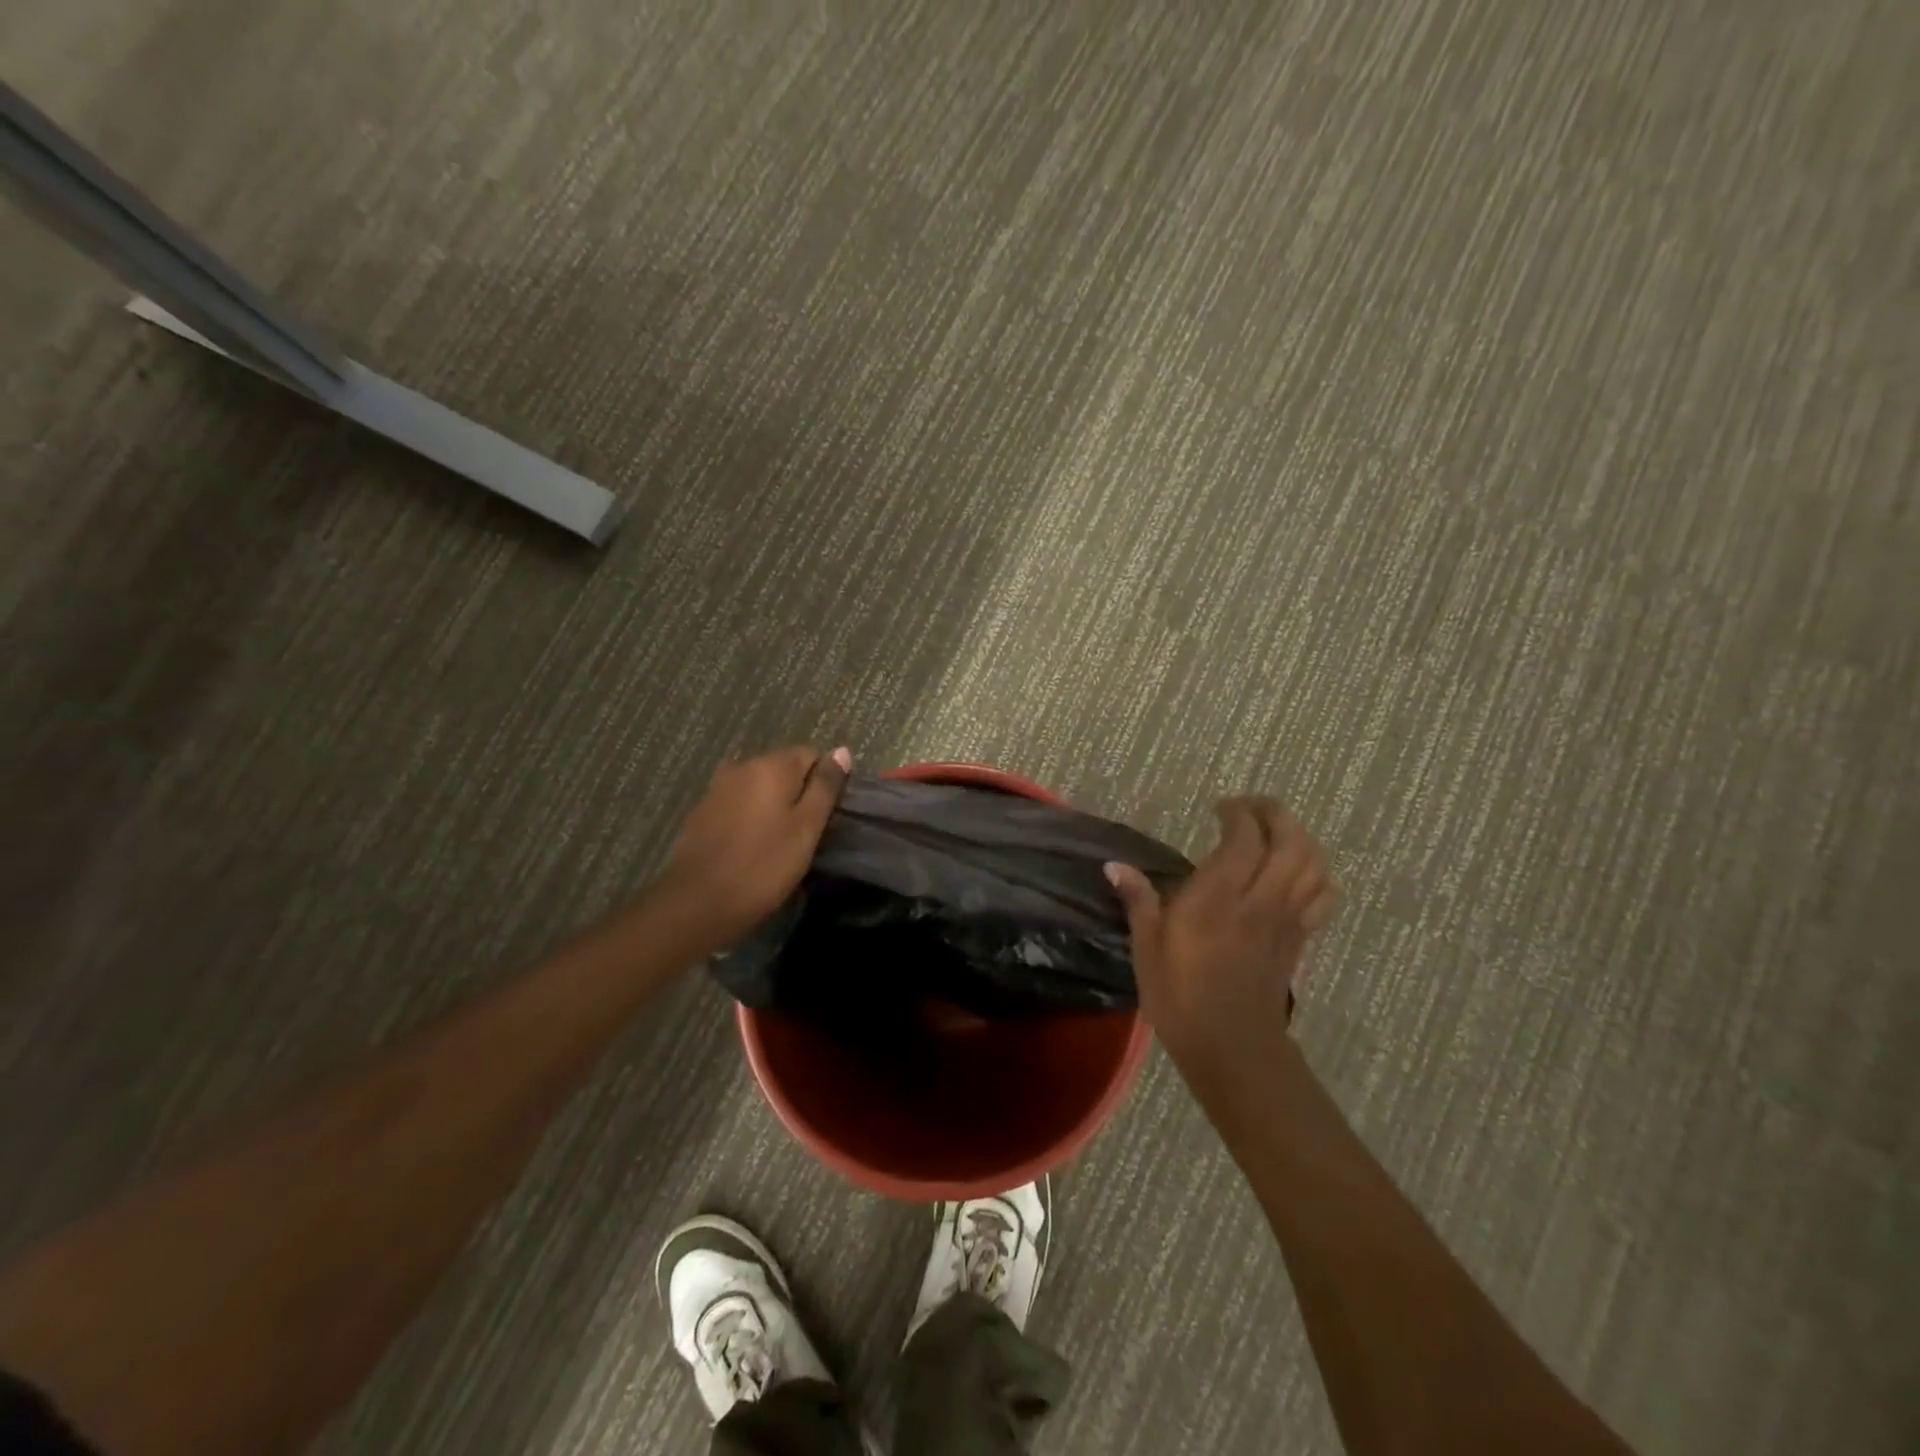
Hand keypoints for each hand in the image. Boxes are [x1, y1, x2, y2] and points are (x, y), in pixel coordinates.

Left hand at [658, 746, 851, 950]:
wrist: (698, 903)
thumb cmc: (764, 865)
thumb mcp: (807, 828)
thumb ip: (825, 786)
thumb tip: (841, 751)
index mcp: (771, 765)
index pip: (811, 755)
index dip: (824, 784)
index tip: (825, 817)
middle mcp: (742, 766)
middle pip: (783, 769)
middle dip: (798, 794)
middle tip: (806, 834)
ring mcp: (717, 788)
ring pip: (759, 788)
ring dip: (773, 807)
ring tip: (780, 843)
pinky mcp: (701, 812)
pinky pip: (738, 805)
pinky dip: (750, 818)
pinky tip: (752, 847)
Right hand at [1106, 798, 1335, 1079]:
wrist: (1232, 1048)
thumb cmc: (1181, 996)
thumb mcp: (1148, 948)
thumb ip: (1138, 901)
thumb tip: (1114, 866)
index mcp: (1219, 897)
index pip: (1244, 837)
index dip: (1237, 813)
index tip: (1219, 808)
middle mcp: (1260, 899)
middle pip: (1291, 841)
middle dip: (1275, 814)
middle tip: (1251, 808)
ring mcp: (1286, 919)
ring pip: (1313, 864)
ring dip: (1300, 838)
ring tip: (1275, 833)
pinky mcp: (1299, 938)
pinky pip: (1322, 896)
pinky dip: (1316, 875)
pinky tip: (1296, 874)